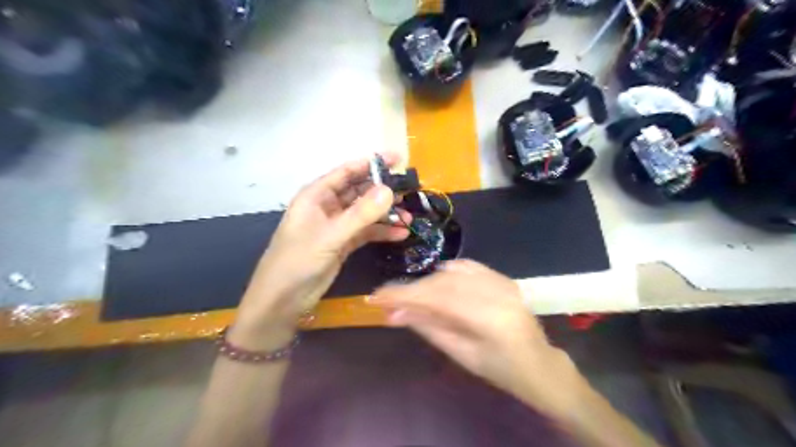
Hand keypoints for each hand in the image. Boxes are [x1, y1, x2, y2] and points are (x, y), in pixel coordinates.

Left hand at [233, 154, 409, 348]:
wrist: (283, 299)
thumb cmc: (298, 261)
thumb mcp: (331, 236)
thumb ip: (360, 214)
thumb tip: (389, 190)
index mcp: (317, 195)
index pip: (347, 172)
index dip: (371, 163)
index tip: (398, 159)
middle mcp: (327, 206)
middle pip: (359, 191)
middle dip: (383, 191)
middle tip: (409, 191)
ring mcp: (336, 226)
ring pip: (365, 213)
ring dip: (385, 214)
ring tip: (409, 217)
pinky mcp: (343, 243)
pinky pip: (366, 232)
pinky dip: (381, 232)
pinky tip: (400, 234)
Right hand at [370, 259, 585, 417]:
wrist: (540, 365)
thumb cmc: (501, 371)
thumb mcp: (462, 355)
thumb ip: (429, 329)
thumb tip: (395, 314)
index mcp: (487, 319)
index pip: (437, 298)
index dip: (404, 295)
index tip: (377, 297)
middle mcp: (495, 293)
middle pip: (442, 283)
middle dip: (412, 289)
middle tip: (387, 298)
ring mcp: (502, 282)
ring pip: (453, 273)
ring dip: (427, 282)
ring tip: (411, 296)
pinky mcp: (504, 278)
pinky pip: (469, 266)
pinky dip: (448, 270)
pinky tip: (437, 275)